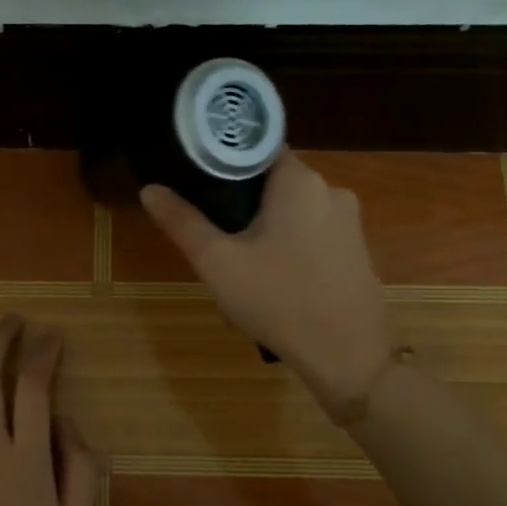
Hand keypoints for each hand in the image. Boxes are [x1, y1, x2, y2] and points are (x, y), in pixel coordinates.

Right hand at [141, 151, 390, 412]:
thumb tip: (149, 189)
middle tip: (215, 242)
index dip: (223, 163)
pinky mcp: (357, 252)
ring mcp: (349, 223)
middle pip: (272, 184)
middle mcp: (331, 190)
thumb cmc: (278, 300)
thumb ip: (182, 222)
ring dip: (263, 235)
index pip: (256, 148)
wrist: (348, 356)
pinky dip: (288, 252)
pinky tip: (272, 288)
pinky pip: (311, 238)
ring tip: (240, 272)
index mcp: (299, 180)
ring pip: (291, 215)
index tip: (198, 186)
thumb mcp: (218, 262)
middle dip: (241, 209)